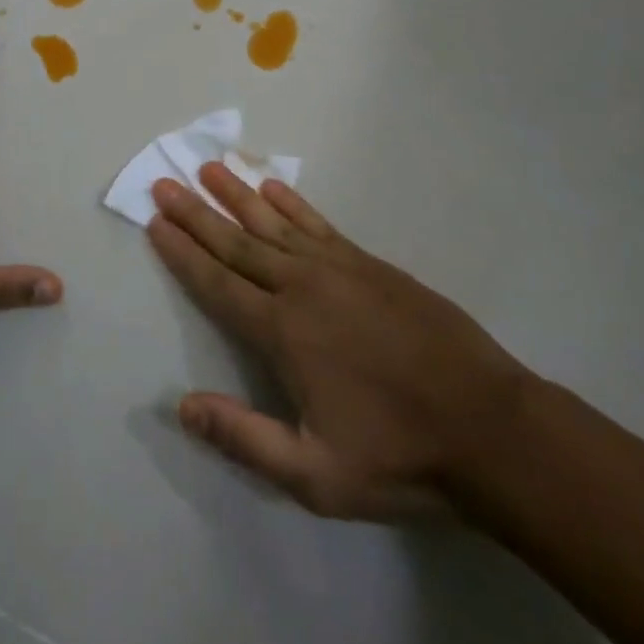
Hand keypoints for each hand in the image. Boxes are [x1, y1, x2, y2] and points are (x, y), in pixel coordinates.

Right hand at [147, 165, 531, 522]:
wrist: (488, 426)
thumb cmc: (398, 454)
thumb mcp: (315, 475)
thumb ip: (243, 437)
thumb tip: (181, 406)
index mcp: (282, 332)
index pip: (217, 283)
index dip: (182, 252)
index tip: (156, 221)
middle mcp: (302, 287)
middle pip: (236, 242)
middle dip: (196, 212)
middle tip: (165, 182)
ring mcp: (338, 268)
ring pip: (273, 223)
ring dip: (236, 195)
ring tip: (209, 168)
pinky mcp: (369, 263)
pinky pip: (318, 224)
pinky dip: (291, 203)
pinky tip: (271, 187)